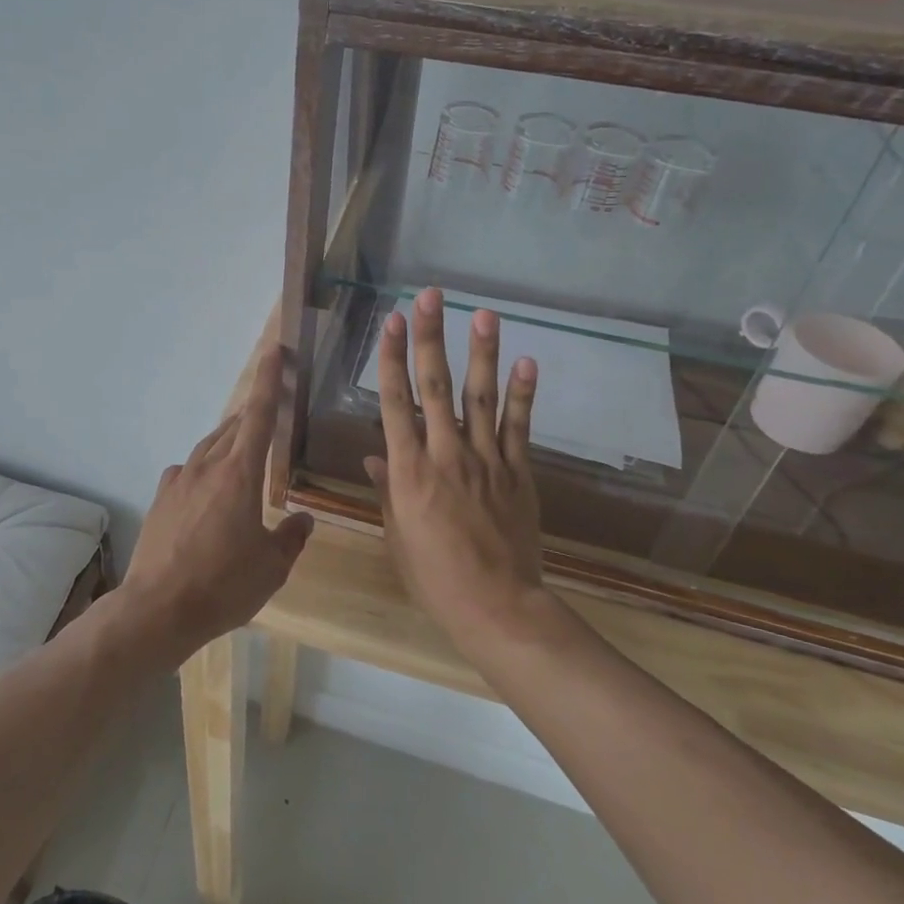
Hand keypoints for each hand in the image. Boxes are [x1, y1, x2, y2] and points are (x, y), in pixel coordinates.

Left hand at [118, 346, 313, 663]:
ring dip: (229, 441)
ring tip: (244, 451)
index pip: (260, 415)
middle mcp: (208, 466)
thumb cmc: (223, 585)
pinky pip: (187, 470)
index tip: (274, 351)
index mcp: (241, 474)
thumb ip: (291, 538)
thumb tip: (304, 520)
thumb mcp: (272, 567)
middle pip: (234, 427)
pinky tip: (207, 488)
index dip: (269, 381)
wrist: (157, 609)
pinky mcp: (160, 498)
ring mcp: (179, 480)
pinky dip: (203, 469)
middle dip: (253, 414)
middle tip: (270, 409)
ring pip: (209, 446)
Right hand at [363, 288, 549, 652]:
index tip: (391, 322)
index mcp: (409, 470)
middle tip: (431, 297)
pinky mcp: (518, 473)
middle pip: (434, 386)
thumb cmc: (434, 576)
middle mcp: (445, 454)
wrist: (496, 606)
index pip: (395, 402)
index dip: (391, 358)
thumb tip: (377, 454)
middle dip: (431, 337)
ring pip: (480, 397)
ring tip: (483, 313)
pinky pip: (520, 427)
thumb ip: (388, 489)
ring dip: (480, 352)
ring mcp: (486, 460)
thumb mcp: (398, 534)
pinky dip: (524, 394)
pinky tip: (527, 362)